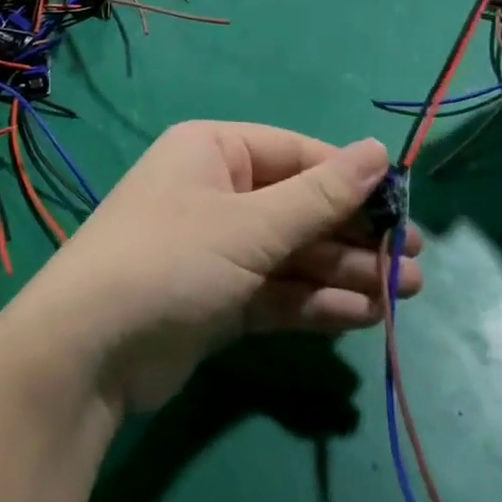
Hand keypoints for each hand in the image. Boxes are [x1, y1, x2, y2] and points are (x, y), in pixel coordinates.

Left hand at [10, 123, 422, 413]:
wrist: (88, 351)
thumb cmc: (172, 259)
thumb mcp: (251, 225)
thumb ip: (320, 196)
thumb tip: (379, 150)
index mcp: (214, 151)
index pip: (297, 155)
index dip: (351, 180)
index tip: (404, 208)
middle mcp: (216, 192)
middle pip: (299, 207)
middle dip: (354, 236)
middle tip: (413, 265)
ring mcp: (217, 248)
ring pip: (292, 254)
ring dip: (344, 274)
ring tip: (403, 295)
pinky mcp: (218, 298)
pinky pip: (277, 291)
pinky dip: (315, 303)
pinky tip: (362, 317)